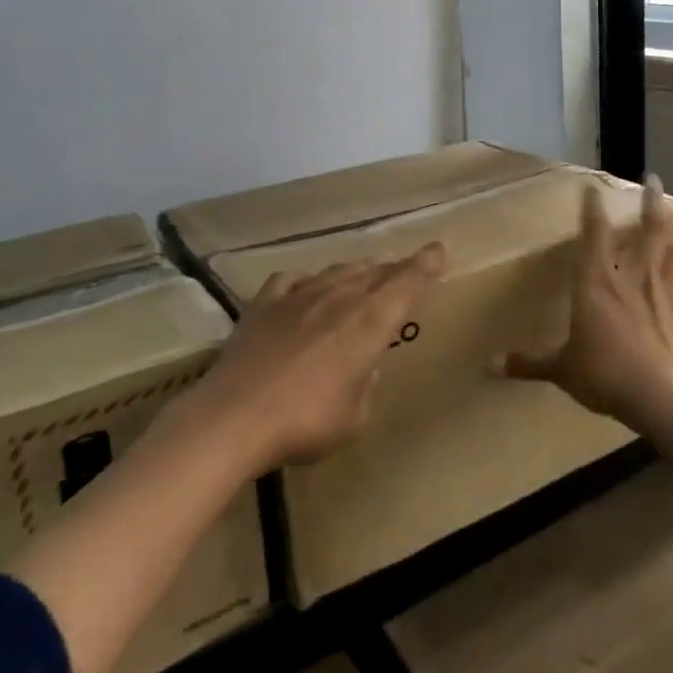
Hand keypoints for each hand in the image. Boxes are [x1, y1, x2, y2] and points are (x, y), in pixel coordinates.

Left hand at [185, 244, 446, 472]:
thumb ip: (365, 385)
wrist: (235, 417)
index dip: (425, 265)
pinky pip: (292, 280)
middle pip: (374, 273)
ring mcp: (299, 296)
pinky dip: (307, 280)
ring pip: (337, 271)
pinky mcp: (264, 303)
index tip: (438, 250)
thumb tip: (361, 368)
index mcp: (370, 322)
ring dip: (356, 271)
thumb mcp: (354, 417)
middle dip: (394, 269)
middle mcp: (339, 298)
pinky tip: (305, 286)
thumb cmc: (306, 422)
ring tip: (364, 273)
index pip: (407, 283)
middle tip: (405, 268)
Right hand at [496, 175, 672, 429]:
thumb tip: (490, 365)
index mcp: (597, 283)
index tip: (593, 188)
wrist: (663, 397)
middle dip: (650, 204)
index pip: (593, 236)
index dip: (592, 210)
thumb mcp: (561, 369)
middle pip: (646, 233)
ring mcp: (667, 297)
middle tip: (654, 180)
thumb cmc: (605, 374)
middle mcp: (634, 280)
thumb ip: (529, 363)